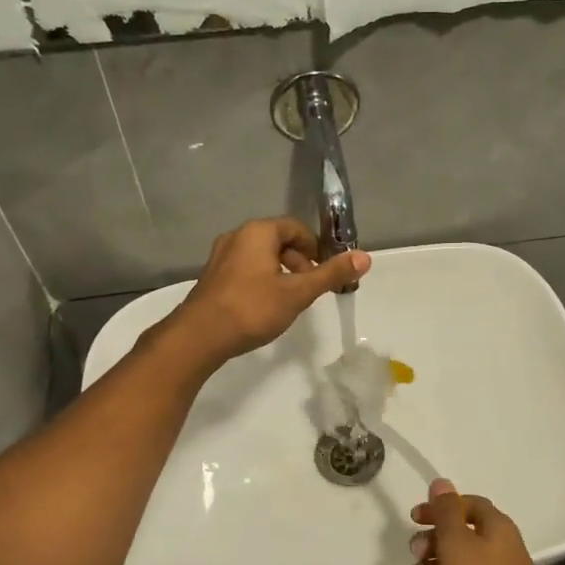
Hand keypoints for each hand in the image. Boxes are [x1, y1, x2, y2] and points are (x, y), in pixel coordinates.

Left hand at [169, 218, 370, 365]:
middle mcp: (237, 236)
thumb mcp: (298, 292)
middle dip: (300, 261)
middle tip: (310, 287)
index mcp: (258, 232)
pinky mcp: (213, 277)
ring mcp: (221, 257)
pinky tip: (266, 306)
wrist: (199, 336)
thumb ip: (331, 274)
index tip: (326, 271)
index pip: (296, 228)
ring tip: (291, 299)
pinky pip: (246, 269)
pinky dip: (263, 280)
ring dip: (282, 272)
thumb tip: (365, 256)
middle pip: (278, 240)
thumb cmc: (252, 309)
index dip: (316, 247)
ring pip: (261, 256)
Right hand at [410, 479, 564, 564]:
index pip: (467, 506)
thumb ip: (446, 513)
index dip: (440, 508)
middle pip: (457, 540)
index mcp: (496, 529)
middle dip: (431, 547)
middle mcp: (497, 554)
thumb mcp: (459, 545)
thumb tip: (440, 482)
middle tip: (418, 557)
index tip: (414, 518)